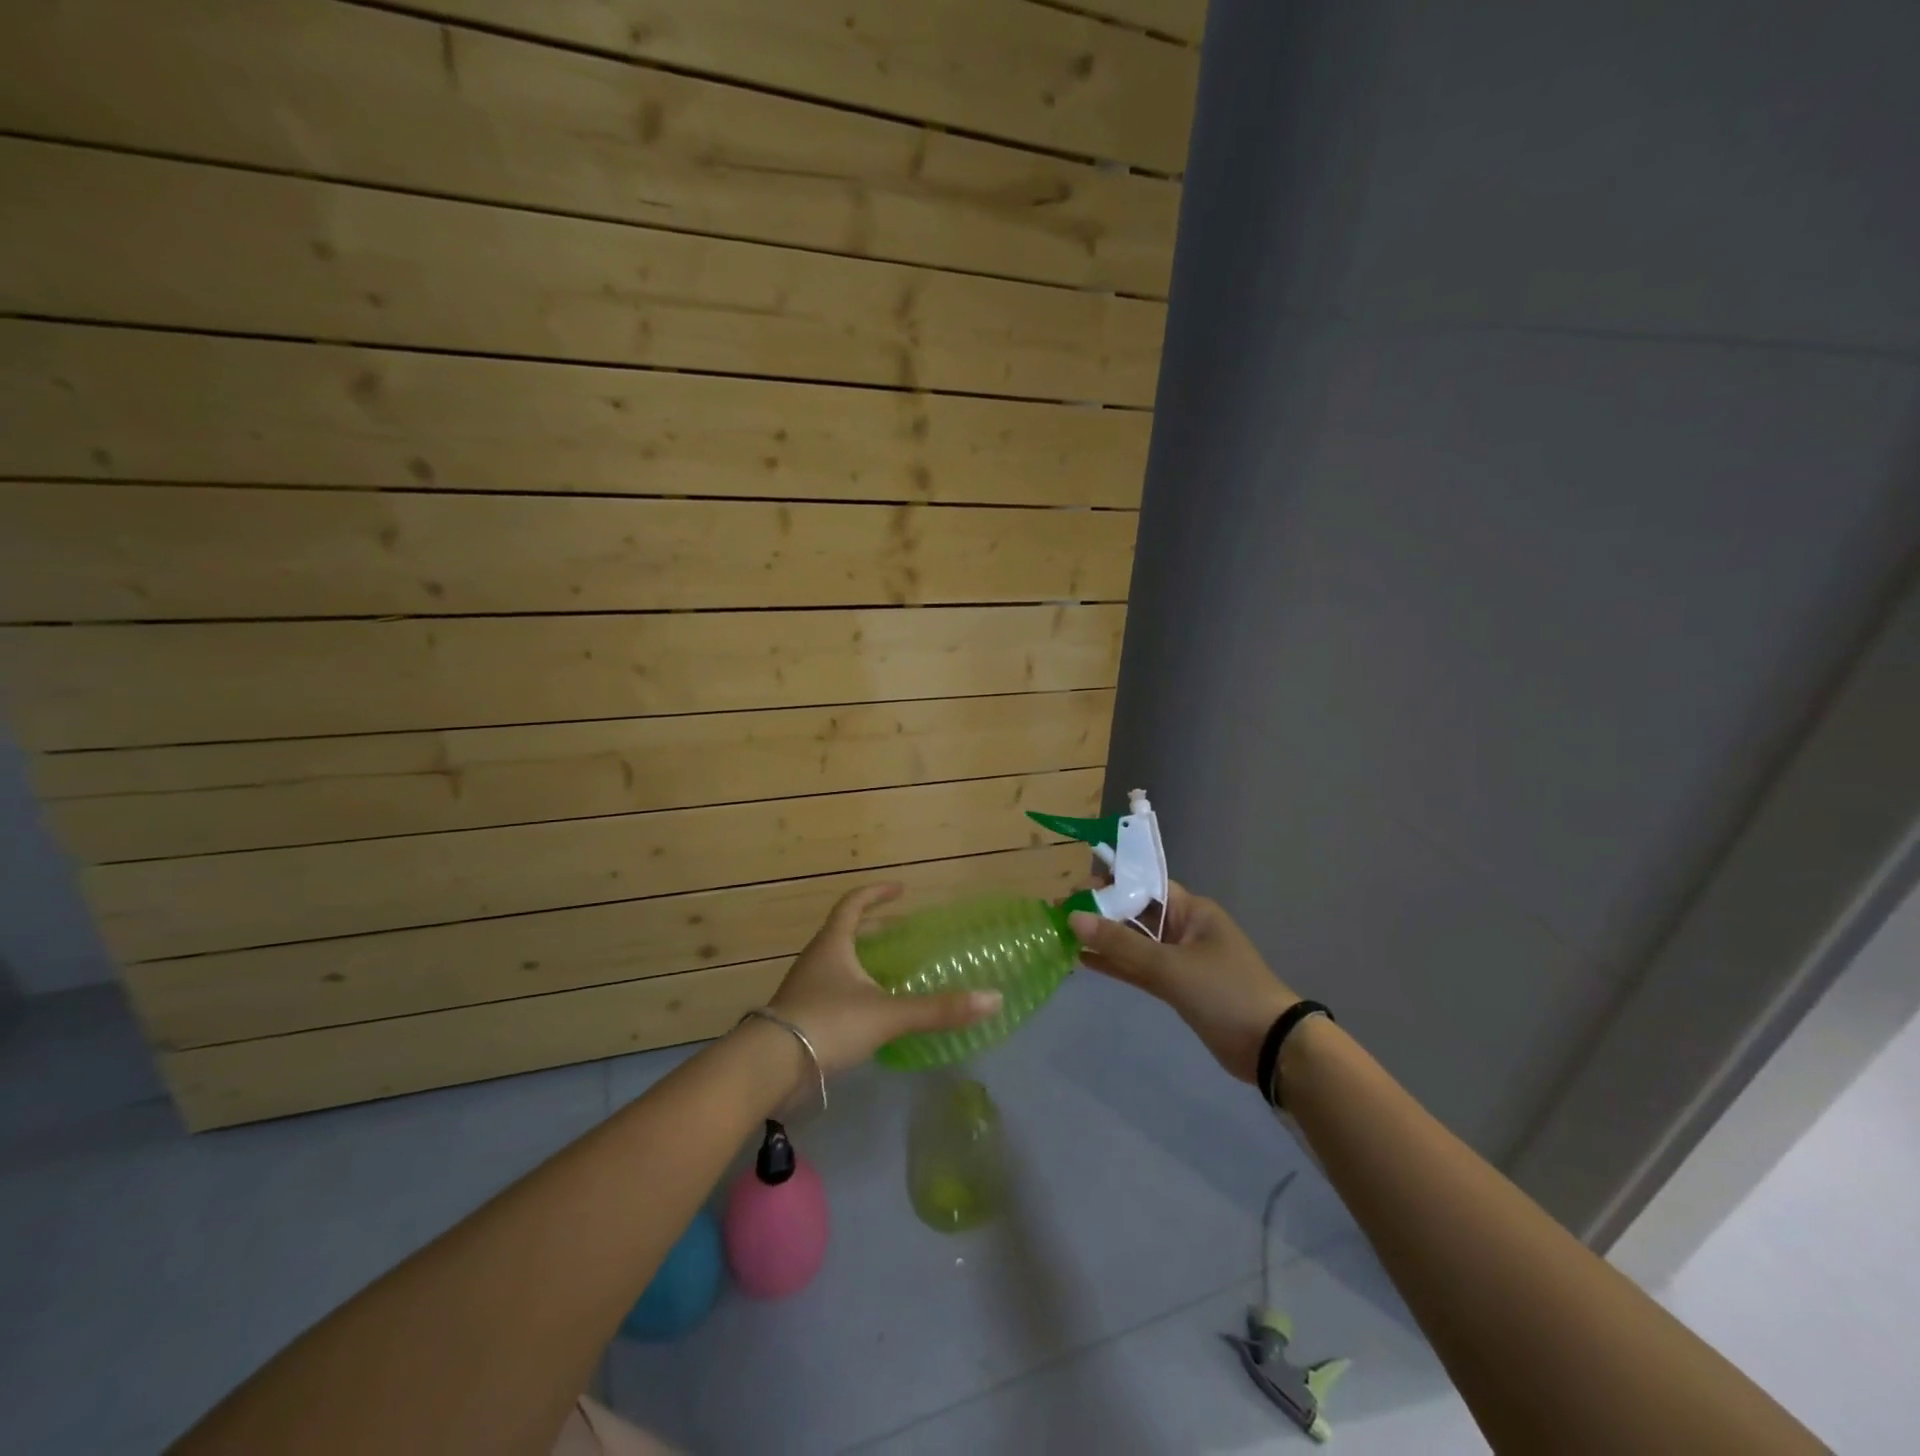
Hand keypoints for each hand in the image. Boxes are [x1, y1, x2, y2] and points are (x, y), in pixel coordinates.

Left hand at [765, 883, 1001, 1074]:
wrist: (770, 1067)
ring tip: (889, 972)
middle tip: (900, 932)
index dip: (876, 894)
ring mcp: (804, 989)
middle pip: (843, 933)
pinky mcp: (800, 1018)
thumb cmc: (828, 1023)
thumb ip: (938, 1009)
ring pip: (837, 965)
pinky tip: (870, 1013)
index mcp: (833, 945)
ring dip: (861, 961)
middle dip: (872, 929)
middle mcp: (816, 960)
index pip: (853, 905)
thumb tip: (993, 999)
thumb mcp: (888, 1014)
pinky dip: (853, 992)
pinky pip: (831, 993)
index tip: (900, 890)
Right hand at [1070, 883, 1297, 1084]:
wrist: (1271, 1047)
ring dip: (1104, 941)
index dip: (1109, 885)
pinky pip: (1140, 969)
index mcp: (1192, 910)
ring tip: (1062, 935)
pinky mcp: (1178, 987)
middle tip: (1059, 914)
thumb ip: (1121, 944)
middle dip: (1100, 913)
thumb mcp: (1170, 965)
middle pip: (1136, 914)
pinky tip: (1083, 961)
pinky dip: (1116, 965)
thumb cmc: (1224, 992)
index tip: (1073, 891)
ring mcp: (1181, 959)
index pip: (1144, 886)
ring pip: (1135, 943)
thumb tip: (1073, 918)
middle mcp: (1185, 929)